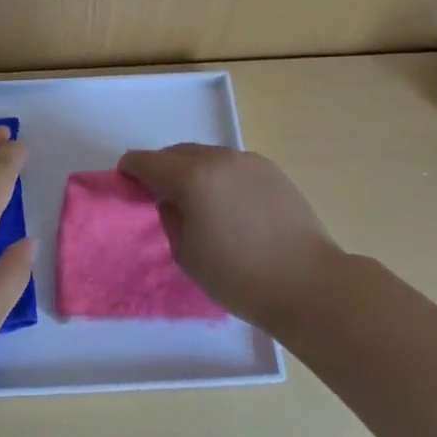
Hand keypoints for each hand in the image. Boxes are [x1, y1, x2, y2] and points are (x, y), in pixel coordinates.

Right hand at [118, 144, 342, 330]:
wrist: (308, 284)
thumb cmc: (238, 277)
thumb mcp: (185, 252)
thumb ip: (170, 215)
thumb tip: (173, 199)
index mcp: (190, 177)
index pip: (146, 161)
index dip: (130, 171)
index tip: (127, 186)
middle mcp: (217, 158)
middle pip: (176, 153)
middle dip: (162, 170)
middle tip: (161, 198)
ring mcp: (247, 160)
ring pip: (205, 156)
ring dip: (192, 171)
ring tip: (199, 203)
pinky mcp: (270, 169)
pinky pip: (231, 165)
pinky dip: (219, 176)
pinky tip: (229, 205)